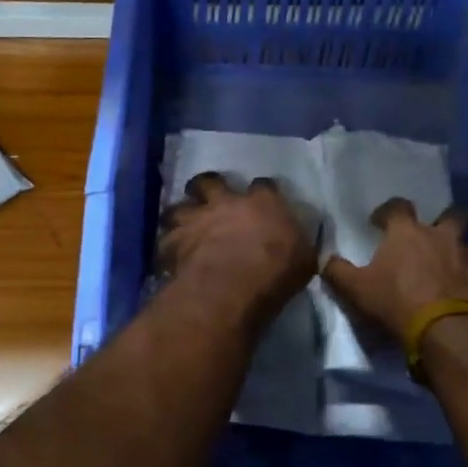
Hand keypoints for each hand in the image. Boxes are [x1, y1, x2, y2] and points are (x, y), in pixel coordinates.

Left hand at [159, 172, 315, 326]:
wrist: (233, 285)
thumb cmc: (276, 272)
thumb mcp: (303, 260)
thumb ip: (298, 247)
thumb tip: (299, 247)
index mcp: (263, 203)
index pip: (264, 186)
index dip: (262, 192)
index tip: (262, 200)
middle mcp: (226, 202)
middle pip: (210, 181)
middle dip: (207, 187)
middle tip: (208, 198)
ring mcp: (196, 219)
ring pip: (178, 206)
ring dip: (180, 215)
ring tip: (181, 225)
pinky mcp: (173, 242)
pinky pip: (164, 241)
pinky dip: (166, 247)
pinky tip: (169, 256)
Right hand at [321, 197, 467, 342]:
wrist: (453, 331)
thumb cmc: (398, 302)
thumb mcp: (356, 290)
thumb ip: (337, 272)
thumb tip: (325, 258)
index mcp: (408, 232)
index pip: (397, 207)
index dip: (387, 212)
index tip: (379, 222)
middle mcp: (442, 236)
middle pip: (451, 214)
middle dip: (443, 219)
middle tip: (432, 234)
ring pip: (466, 245)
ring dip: (456, 252)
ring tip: (445, 271)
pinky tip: (460, 294)